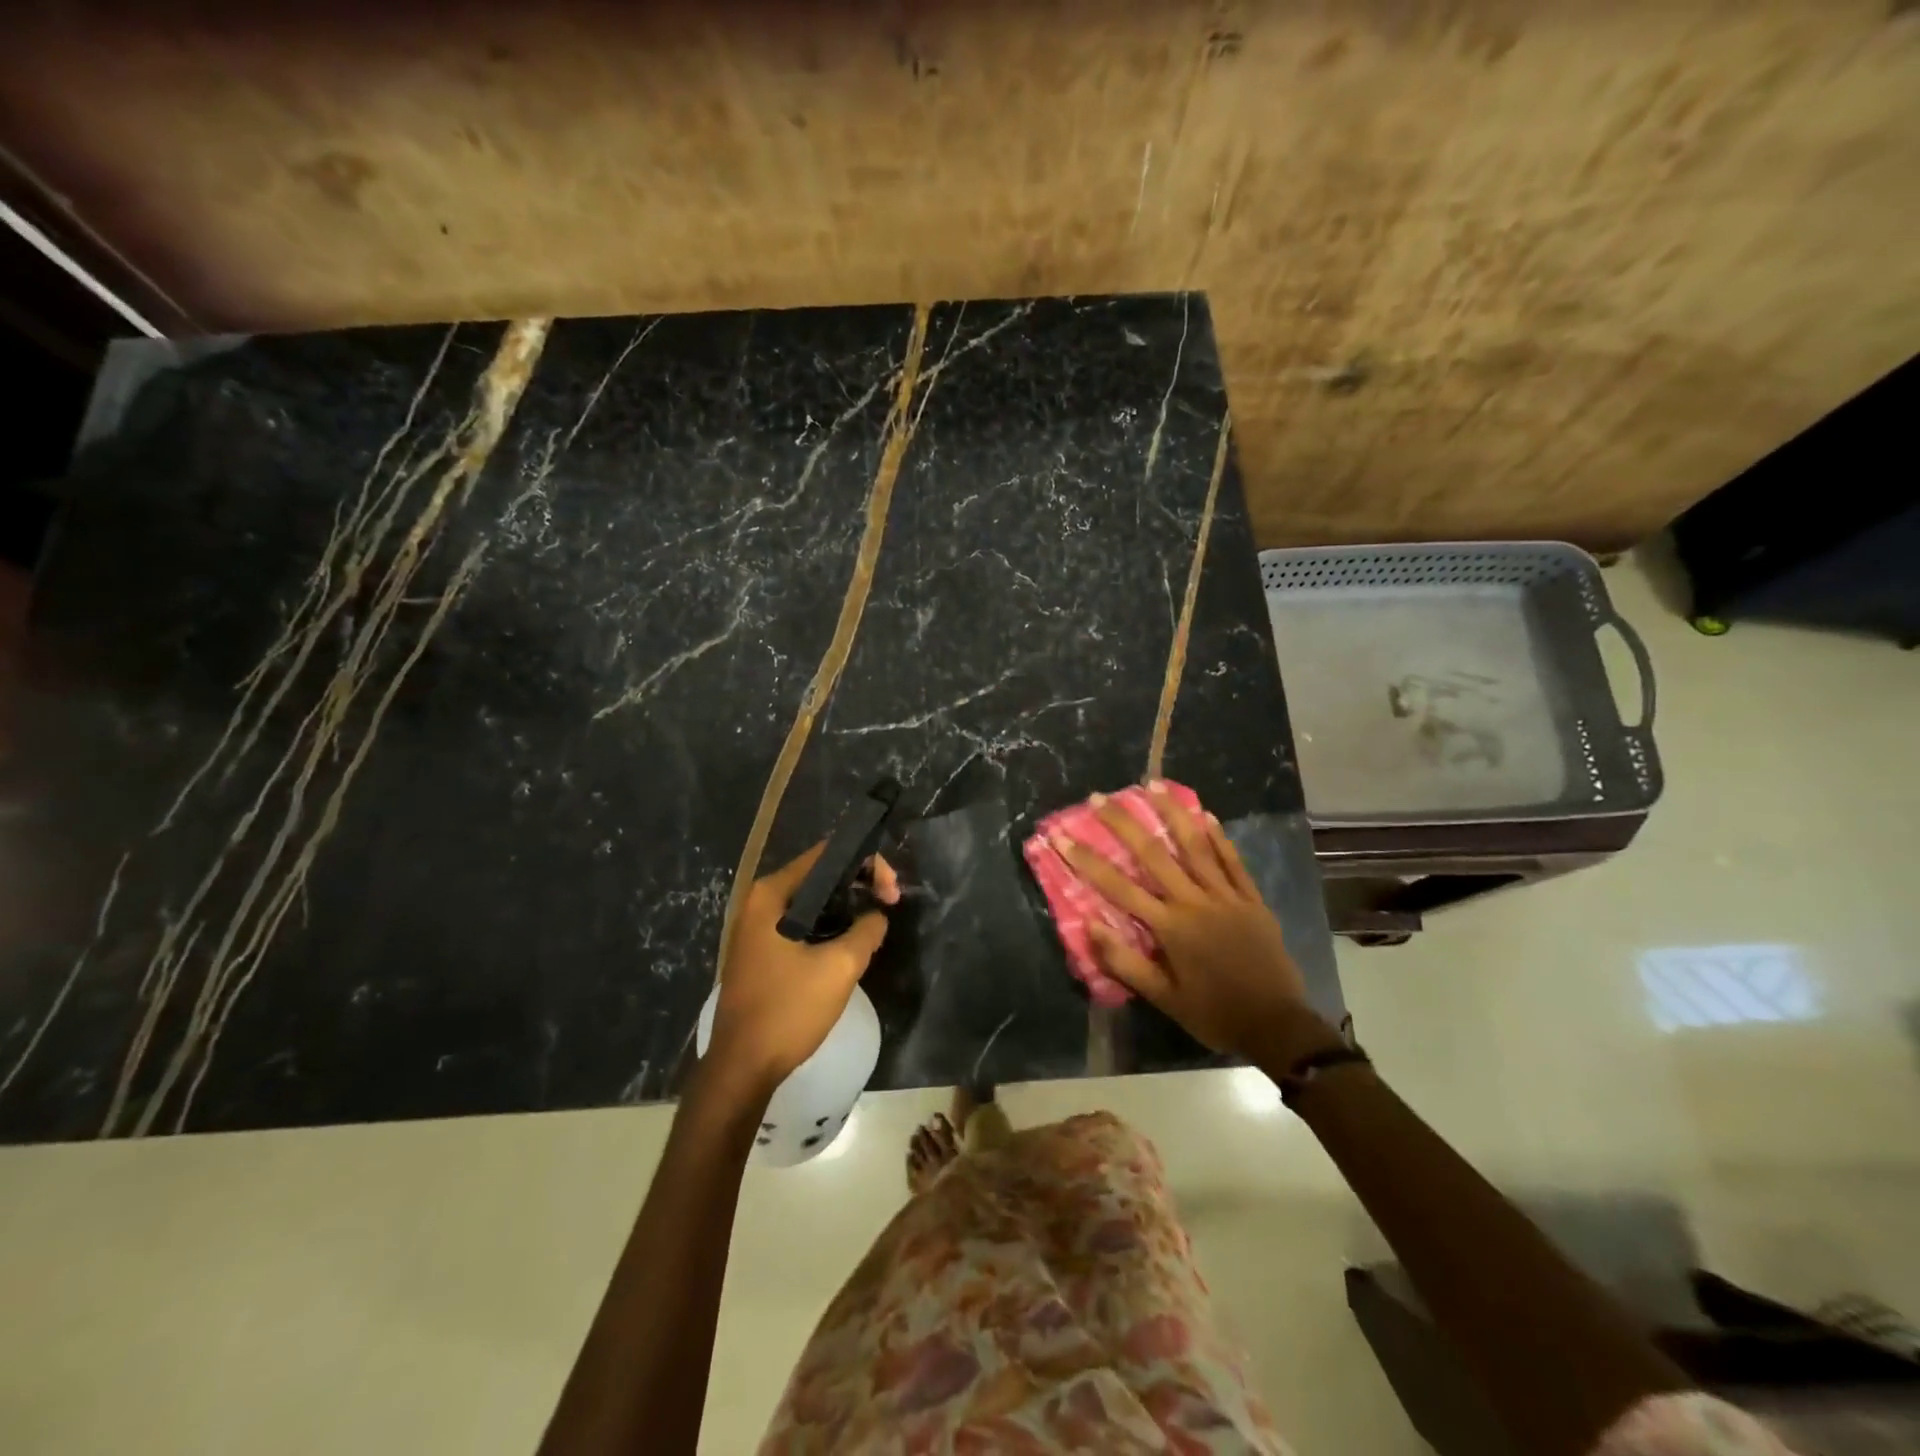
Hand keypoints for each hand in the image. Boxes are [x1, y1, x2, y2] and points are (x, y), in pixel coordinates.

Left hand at [708, 843, 899, 1096]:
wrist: (742, 1068)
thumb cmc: (788, 1011)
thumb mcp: (839, 967)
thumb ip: (867, 930)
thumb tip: (877, 915)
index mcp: (771, 895)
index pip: (825, 856)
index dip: (865, 864)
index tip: (891, 892)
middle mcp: (759, 903)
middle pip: (818, 876)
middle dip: (858, 885)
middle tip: (889, 905)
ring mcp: (756, 928)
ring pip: (811, 902)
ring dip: (844, 907)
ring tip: (875, 922)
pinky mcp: (760, 951)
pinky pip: (801, 924)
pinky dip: (827, 926)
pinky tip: (849, 942)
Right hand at [1049, 784, 1330, 1063]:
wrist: (1277, 1026)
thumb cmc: (1213, 1014)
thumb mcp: (1163, 998)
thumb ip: (1125, 962)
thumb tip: (1089, 925)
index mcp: (1170, 926)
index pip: (1118, 886)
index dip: (1086, 860)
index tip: (1061, 837)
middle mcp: (1195, 901)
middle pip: (1153, 854)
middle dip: (1122, 823)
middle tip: (1099, 797)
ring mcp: (1226, 896)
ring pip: (1195, 846)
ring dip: (1172, 813)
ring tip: (1152, 785)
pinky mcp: (1251, 899)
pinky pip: (1232, 860)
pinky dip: (1218, 836)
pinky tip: (1205, 813)